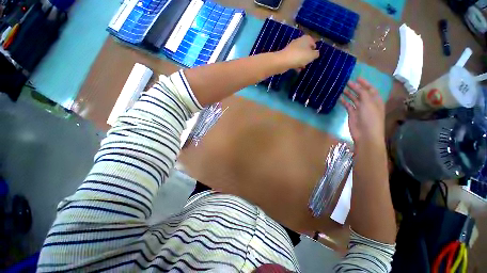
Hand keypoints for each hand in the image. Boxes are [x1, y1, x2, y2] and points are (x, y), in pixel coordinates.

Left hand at [278, 35, 319, 70]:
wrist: (282, 61)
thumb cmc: (299, 56)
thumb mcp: (311, 55)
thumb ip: (316, 54)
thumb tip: (316, 53)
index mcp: (306, 39)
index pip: (313, 41)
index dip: (314, 48)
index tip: (315, 55)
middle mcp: (298, 41)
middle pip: (305, 48)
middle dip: (307, 55)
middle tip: (309, 62)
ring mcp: (291, 49)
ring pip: (299, 54)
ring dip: (301, 61)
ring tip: (303, 67)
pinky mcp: (286, 56)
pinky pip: (293, 60)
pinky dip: (296, 64)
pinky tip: (297, 70)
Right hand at [341, 78, 384, 144]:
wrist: (365, 133)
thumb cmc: (370, 117)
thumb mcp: (368, 103)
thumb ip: (363, 93)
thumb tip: (356, 85)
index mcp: (375, 100)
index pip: (370, 89)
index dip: (364, 83)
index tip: (357, 77)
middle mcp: (368, 103)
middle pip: (361, 93)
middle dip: (355, 87)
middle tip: (346, 82)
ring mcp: (359, 109)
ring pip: (354, 99)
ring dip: (349, 94)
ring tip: (342, 88)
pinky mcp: (352, 114)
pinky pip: (348, 105)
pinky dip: (344, 101)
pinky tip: (339, 98)